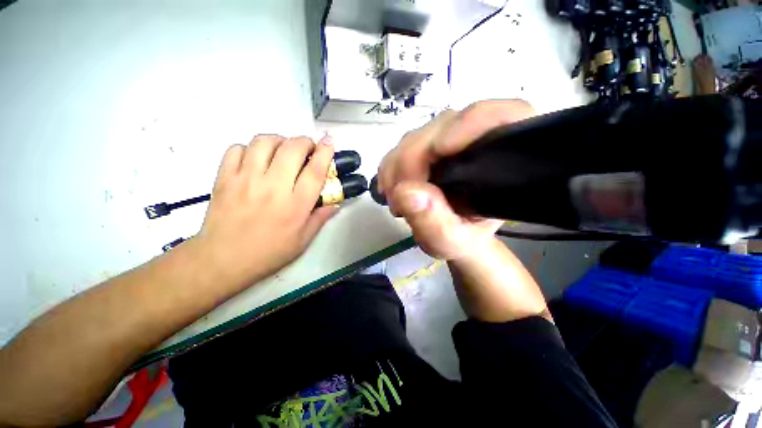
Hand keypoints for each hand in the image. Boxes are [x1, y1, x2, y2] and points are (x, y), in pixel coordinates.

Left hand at [195, 134, 337, 286]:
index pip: (315, 171)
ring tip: (282, 151)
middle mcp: (273, 187)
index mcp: (296, 205)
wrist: (222, 260)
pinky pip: (237, 149)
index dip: (324, 152)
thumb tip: (335, 203)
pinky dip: (249, 148)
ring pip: (264, 142)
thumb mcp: (303, 240)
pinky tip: (255, 159)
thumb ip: (320, 219)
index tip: (328, 140)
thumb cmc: (268, 253)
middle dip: (304, 141)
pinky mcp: (224, 178)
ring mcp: (245, 180)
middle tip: (307, 148)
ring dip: (279, 141)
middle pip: (292, 149)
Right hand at [377, 100, 536, 259]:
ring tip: (394, 198)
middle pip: (443, 126)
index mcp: (503, 158)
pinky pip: (404, 146)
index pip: (499, 116)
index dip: (466, 125)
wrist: (456, 237)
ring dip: (398, 165)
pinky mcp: (429, 147)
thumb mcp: (453, 241)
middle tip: (398, 195)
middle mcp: (478, 141)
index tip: (437, 151)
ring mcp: (450, 141)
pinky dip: (392, 166)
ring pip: (420, 135)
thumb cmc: (465, 239)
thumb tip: (405, 192)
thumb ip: (434, 222)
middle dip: (412, 159)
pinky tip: (391, 188)